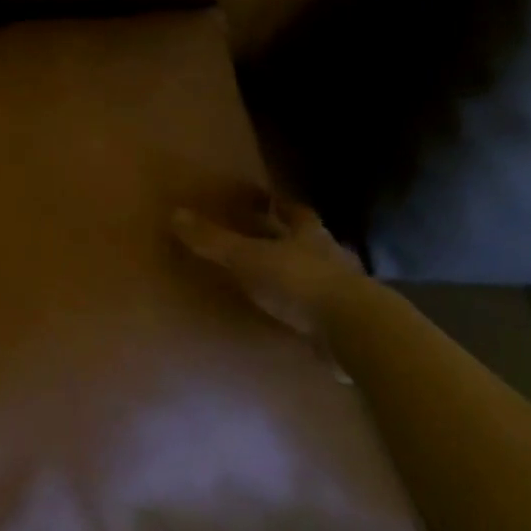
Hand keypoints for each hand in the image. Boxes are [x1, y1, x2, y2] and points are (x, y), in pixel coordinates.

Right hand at [172, 201, 364, 343]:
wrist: (354, 330)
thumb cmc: (299, 282)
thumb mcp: (248, 258)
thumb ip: (214, 241)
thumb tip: (175, 214)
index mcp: (309, 234)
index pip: (295, 211)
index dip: (282, 205)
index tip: (270, 200)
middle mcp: (332, 255)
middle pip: (313, 241)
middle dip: (295, 239)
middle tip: (273, 239)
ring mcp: (347, 291)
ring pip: (324, 274)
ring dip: (307, 275)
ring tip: (284, 281)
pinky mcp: (352, 324)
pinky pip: (328, 311)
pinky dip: (314, 311)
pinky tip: (301, 320)